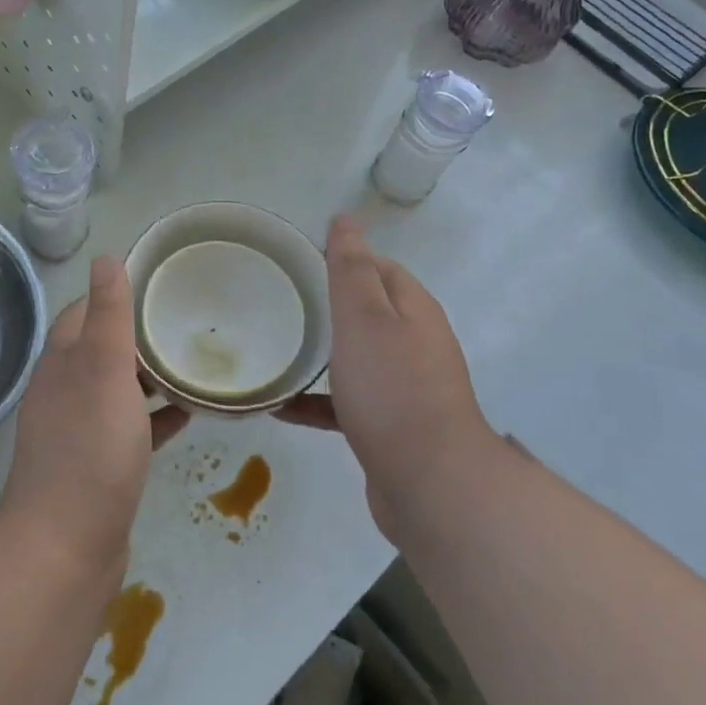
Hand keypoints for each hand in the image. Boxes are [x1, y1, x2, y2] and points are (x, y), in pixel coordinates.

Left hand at [0, 257, 187, 578]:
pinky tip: (188, 413)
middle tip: (188, 324)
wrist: (66, 547)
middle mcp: (65, 389)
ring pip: (119, 388)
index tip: (160, 286)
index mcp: (63, 361)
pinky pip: (131, 427)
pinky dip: (156, 415)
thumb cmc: (89, 449)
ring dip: (151, 374)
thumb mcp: (103, 369)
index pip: (87, 311)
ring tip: (194, 363)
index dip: (119, 295)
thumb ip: (107, 315)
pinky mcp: (98, 465)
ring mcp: (80, 430)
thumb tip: (106, 257)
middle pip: (104, 348)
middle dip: (141, 334)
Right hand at [280, 215, 497, 533]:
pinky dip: (317, 400)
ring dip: (320, 353)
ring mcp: (405, 386)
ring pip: (356, 357)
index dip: (342, 259)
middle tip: (278, 304)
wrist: (430, 484)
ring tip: (275, 349)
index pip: (377, 267)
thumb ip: (351, 268)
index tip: (296, 262)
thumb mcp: (364, 318)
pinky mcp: (390, 426)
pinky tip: (280, 408)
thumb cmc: (392, 389)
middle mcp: (415, 342)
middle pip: (367, 311)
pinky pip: (347, 402)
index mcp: (412, 309)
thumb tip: (346, 219)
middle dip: (327, 305)